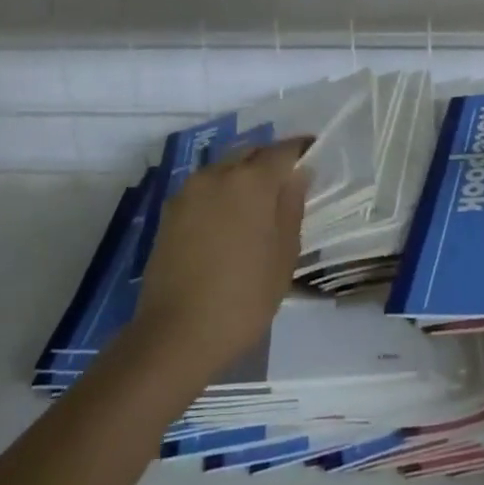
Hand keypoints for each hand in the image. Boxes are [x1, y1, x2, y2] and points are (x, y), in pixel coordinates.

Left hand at [132, 139, 310, 377]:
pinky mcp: (169, 211)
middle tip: (287, 183)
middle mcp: (217, 173)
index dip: (301, 150)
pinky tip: (228, 221)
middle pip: (251, 152)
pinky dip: (221, 193)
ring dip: (243, 176)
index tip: (314, 155)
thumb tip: (298, 174)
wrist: (176, 334)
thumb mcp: (283, 255)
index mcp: (251, 180)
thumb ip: (292, 206)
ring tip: (257, 205)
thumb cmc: (243, 297)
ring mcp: (188, 191)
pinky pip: (204, 188)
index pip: (283, 150)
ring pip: (224, 168)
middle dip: (270, 161)